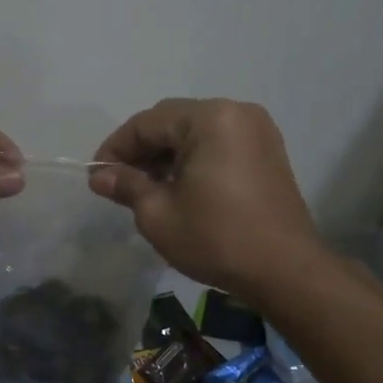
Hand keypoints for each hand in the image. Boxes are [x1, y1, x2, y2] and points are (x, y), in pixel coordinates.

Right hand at [90, 98, 323, 305]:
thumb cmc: (217, 238)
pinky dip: (193, 159)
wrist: (286, 270)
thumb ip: (126, 185)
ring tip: (145, 188)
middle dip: (141, 150)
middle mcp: (236, 112)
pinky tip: (178, 187)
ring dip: (166, 155)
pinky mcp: (267, 152)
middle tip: (118, 182)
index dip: (116, 147)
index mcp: (209, 119)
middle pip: (172, 121)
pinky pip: (218, 144)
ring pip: (195, 133)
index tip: (97, 175)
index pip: (146, 123)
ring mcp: (257, 131)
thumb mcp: (158, 214)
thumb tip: (100, 175)